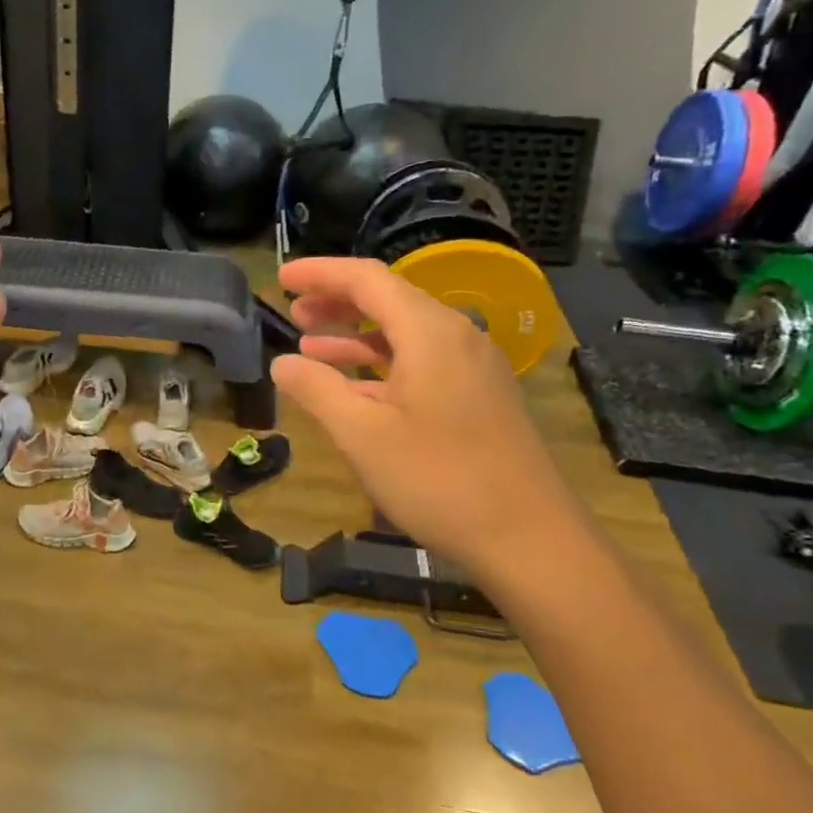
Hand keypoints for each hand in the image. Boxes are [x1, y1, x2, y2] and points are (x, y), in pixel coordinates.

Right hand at [272, 257, 583, 577]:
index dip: (321, 273)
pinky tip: (354, 386)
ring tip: (311, 344)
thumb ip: (317, 390)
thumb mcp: (363, 435)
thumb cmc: (439, 481)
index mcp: (430, 333)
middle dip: (337, 301)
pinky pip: (422, 361)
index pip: (367, 279)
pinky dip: (382, 363)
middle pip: (389, 299)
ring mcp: (473, 368)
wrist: (530, 539)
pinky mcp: (479, 397)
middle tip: (294, 311)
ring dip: (356, 334)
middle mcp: (456, 337)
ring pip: (405, 333)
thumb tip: (282, 363)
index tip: (282, 277)